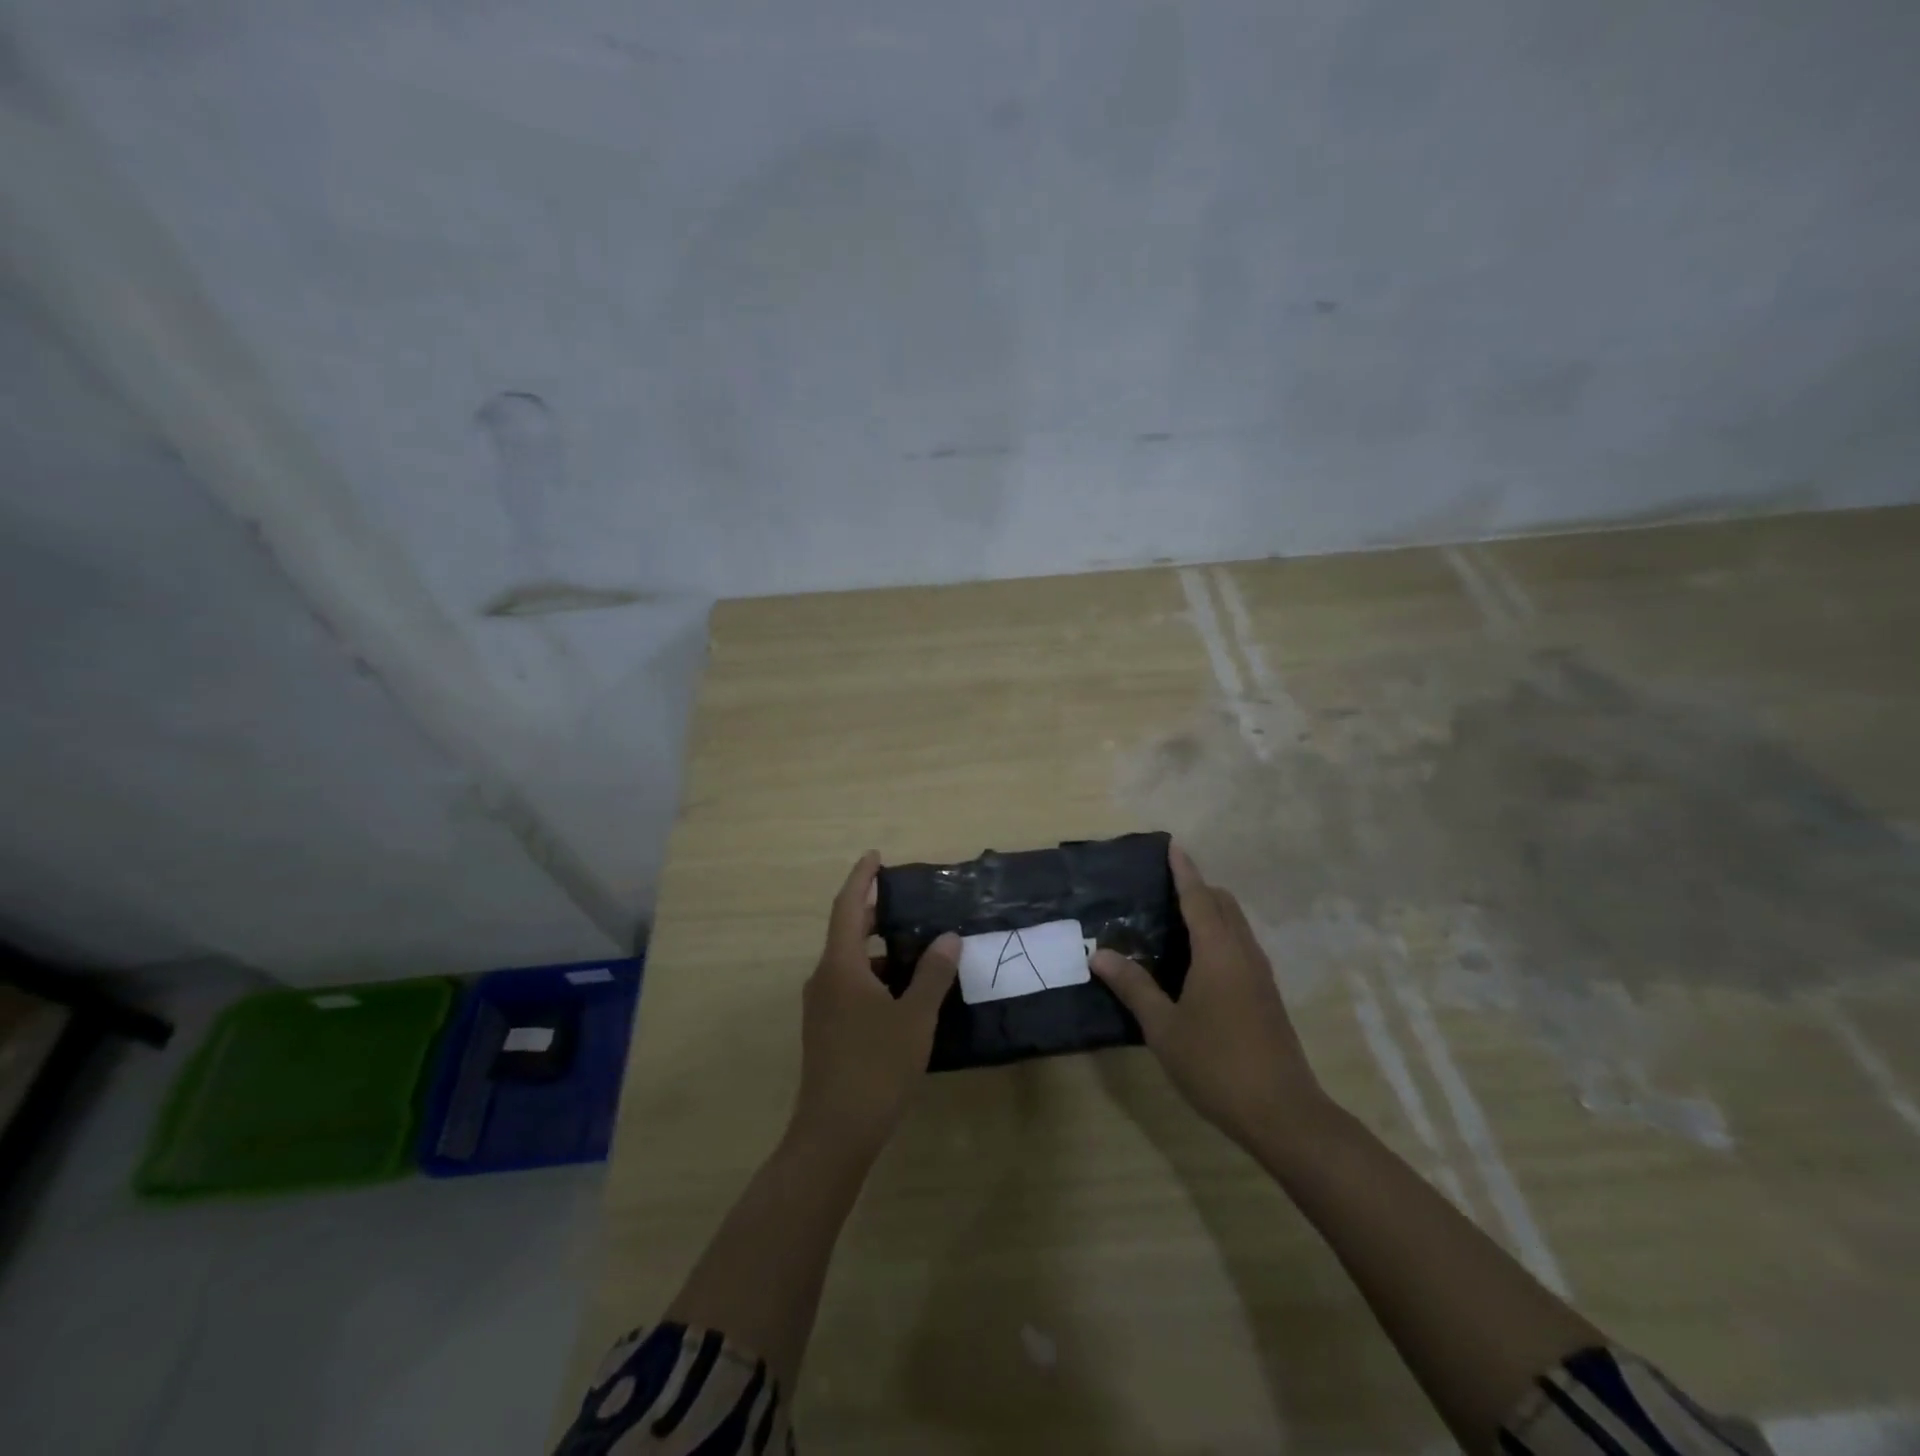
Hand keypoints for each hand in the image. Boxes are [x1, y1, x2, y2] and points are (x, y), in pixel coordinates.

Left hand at [790, 852, 959, 1161]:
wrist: (834, 1133)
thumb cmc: (876, 1067)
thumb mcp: (914, 1017)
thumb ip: (932, 974)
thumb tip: (948, 938)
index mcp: (840, 966)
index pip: (848, 907)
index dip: (862, 879)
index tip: (876, 856)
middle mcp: (824, 978)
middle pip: (847, 931)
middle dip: (874, 912)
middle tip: (907, 900)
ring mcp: (821, 1006)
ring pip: (850, 962)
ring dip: (879, 948)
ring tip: (916, 946)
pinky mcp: (826, 1030)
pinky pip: (850, 986)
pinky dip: (875, 976)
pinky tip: (904, 992)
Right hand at [1091, 843, 1324, 1149]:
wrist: (1283, 1113)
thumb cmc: (1216, 1064)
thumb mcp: (1164, 1028)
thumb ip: (1133, 987)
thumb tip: (1100, 955)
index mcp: (1218, 952)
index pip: (1198, 898)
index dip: (1184, 871)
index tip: (1173, 845)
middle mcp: (1243, 953)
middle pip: (1224, 904)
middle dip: (1198, 887)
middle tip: (1163, 886)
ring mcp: (1260, 974)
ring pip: (1237, 924)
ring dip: (1211, 911)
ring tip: (1176, 917)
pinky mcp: (1267, 995)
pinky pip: (1241, 945)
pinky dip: (1220, 934)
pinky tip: (1198, 960)